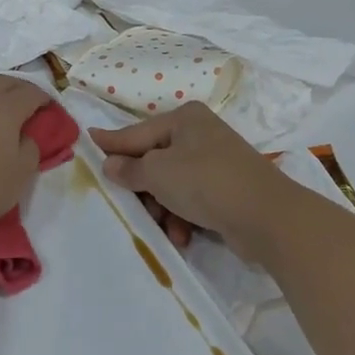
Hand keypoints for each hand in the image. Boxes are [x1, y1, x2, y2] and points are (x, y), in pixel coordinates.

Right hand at [90, 104, 299, 258]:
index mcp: (184, 119)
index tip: (87, 142)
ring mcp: (215, 163)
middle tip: (129, 205)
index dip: (111, 142)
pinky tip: (183, 235)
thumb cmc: (206, 182)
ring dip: (162, 208)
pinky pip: (191, 201)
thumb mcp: (158, 172)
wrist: (267, 217)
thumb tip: (111, 164)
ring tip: (164, 227)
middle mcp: (200, 135)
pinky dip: (182, 217)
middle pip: (154, 161)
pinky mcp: (226, 190)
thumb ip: (130, 168)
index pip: (137, 132)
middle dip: (142, 188)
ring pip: (171, 185)